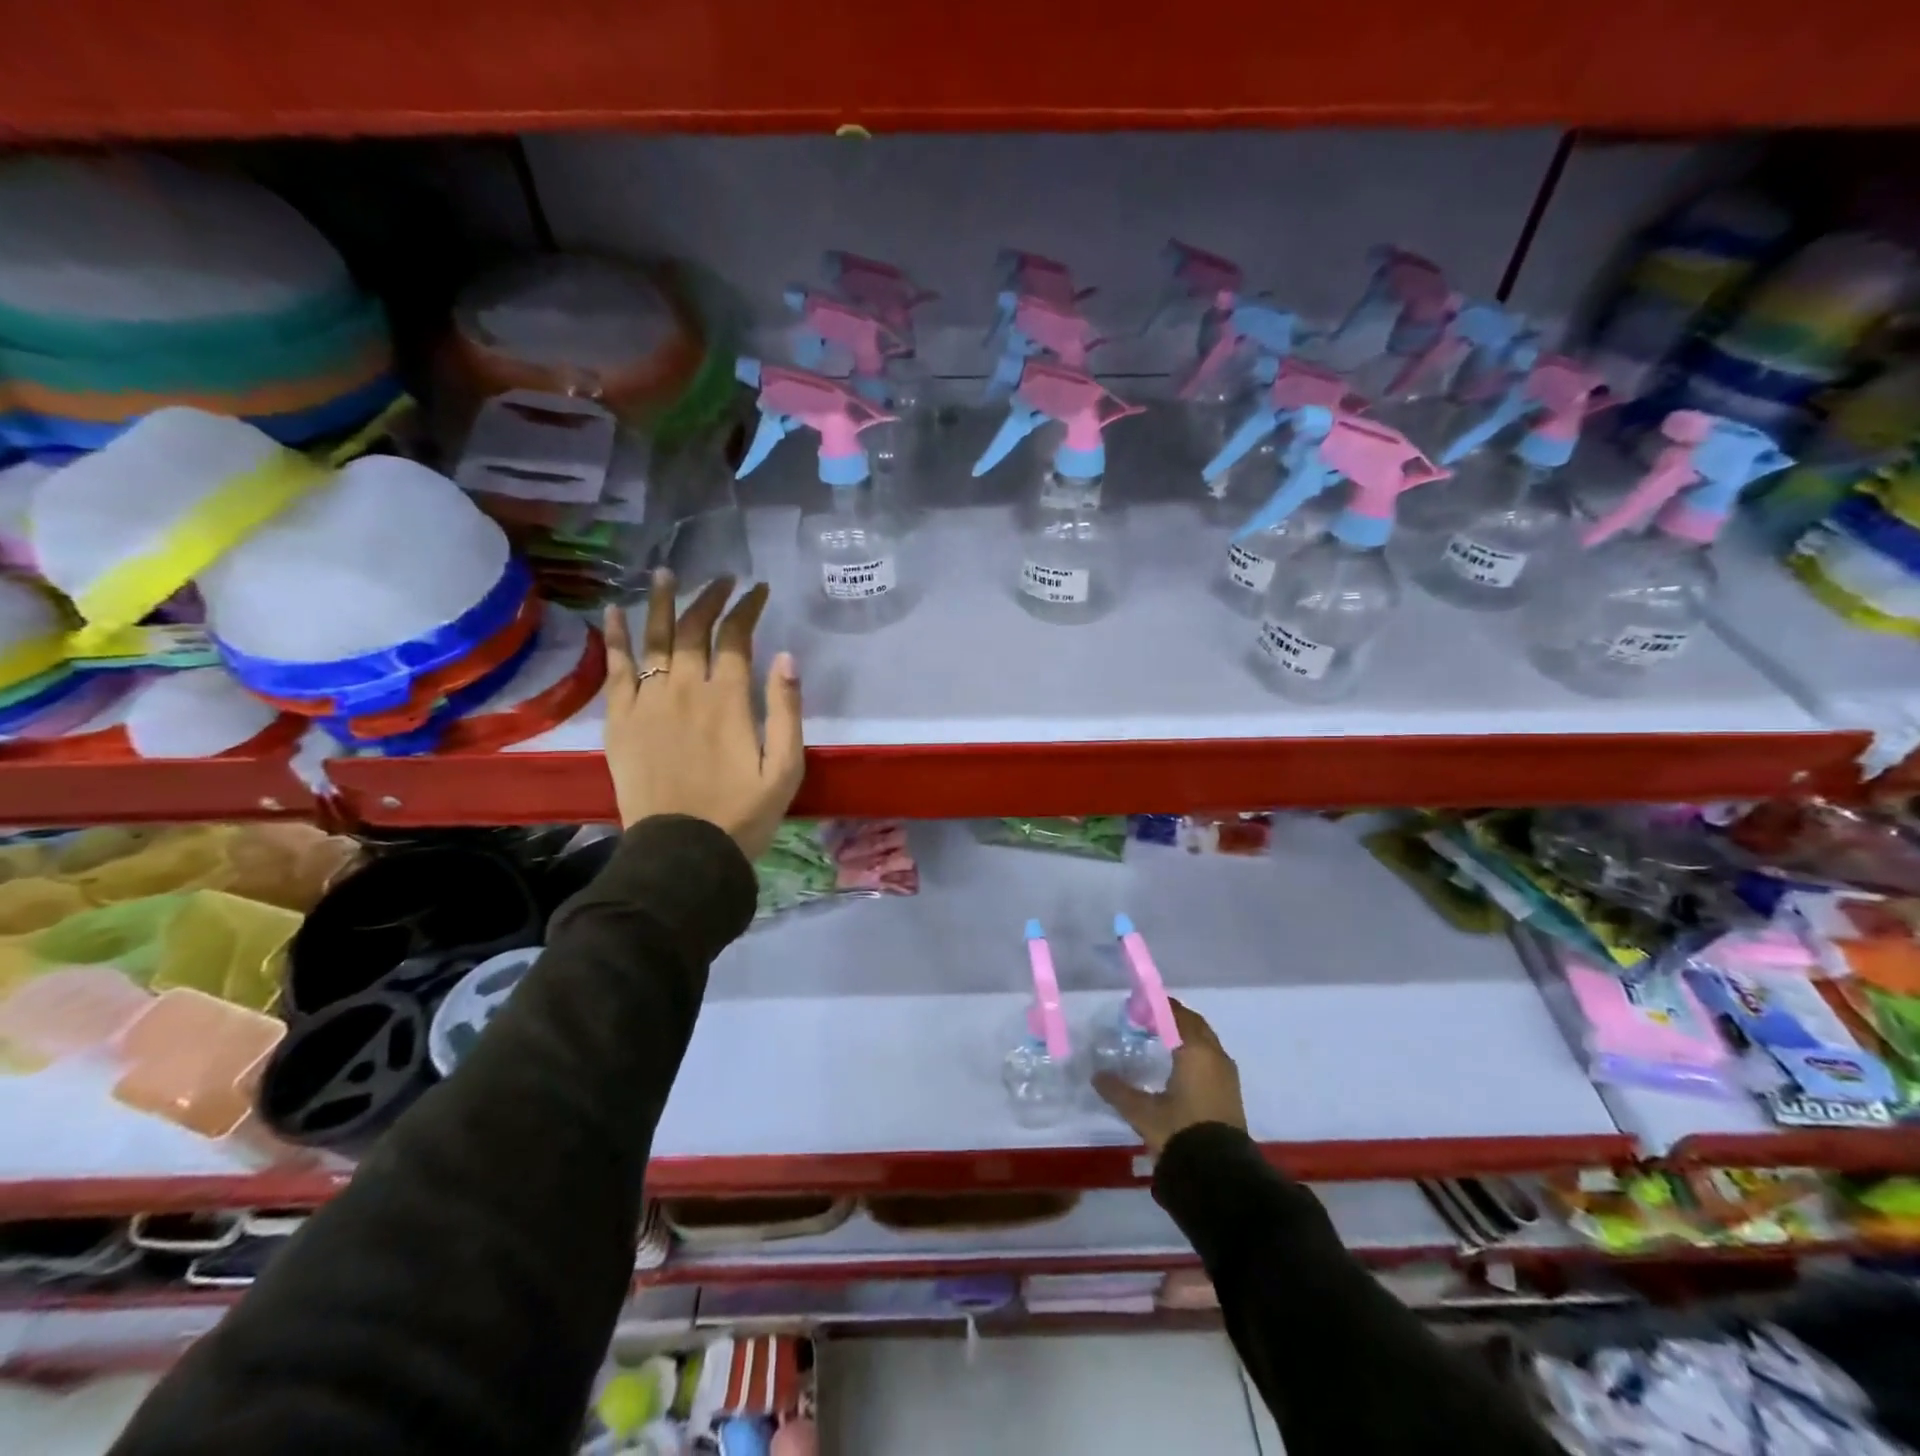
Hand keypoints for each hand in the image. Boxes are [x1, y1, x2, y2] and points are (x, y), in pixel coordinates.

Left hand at [602, 572, 804, 859]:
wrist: (683, 853)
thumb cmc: (742, 814)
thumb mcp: (786, 769)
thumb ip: (787, 710)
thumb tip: (786, 656)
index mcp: (728, 700)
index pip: (737, 637)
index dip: (748, 608)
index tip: (759, 590)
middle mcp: (685, 689)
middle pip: (694, 630)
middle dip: (710, 598)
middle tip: (721, 580)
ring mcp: (647, 702)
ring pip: (653, 639)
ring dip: (660, 603)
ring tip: (665, 575)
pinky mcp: (620, 721)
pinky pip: (615, 670)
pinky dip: (615, 640)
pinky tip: (613, 614)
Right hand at [1094, 1001, 1246, 1154]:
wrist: (1219, 1175)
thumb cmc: (1180, 1132)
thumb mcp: (1143, 1112)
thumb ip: (1118, 1091)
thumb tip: (1097, 1075)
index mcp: (1196, 1051)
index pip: (1177, 1014)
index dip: (1157, 1007)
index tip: (1136, 1008)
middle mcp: (1215, 1056)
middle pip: (1194, 1024)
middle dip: (1173, 1018)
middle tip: (1147, 1021)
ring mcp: (1227, 1075)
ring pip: (1205, 1042)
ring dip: (1186, 1036)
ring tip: (1160, 1041)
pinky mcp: (1231, 1093)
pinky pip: (1211, 1059)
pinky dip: (1195, 1053)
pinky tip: (1178, 1067)